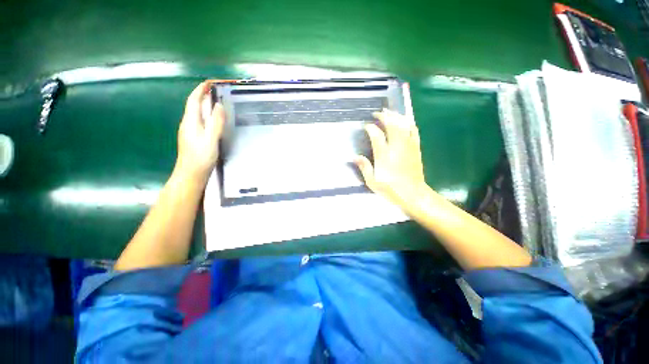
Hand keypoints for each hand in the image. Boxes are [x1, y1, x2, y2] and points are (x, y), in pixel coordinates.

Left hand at [174, 82, 224, 184]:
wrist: (191, 174)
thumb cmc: (200, 157)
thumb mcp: (210, 139)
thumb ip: (215, 123)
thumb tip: (218, 105)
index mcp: (190, 121)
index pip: (193, 100)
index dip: (200, 89)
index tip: (210, 82)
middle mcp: (188, 124)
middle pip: (194, 105)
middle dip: (203, 95)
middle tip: (217, 91)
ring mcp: (190, 131)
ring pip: (197, 113)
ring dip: (205, 105)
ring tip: (217, 102)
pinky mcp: (194, 138)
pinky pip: (200, 121)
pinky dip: (206, 115)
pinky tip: (214, 120)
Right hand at [355, 108, 428, 211]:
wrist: (413, 194)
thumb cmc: (390, 189)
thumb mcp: (372, 181)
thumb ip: (364, 167)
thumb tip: (354, 157)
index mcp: (384, 155)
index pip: (376, 135)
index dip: (371, 128)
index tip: (366, 126)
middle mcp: (396, 147)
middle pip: (391, 125)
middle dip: (384, 116)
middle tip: (377, 113)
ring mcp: (408, 146)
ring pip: (403, 125)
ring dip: (396, 116)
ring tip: (389, 112)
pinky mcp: (416, 148)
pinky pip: (414, 131)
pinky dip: (409, 123)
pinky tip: (405, 120)